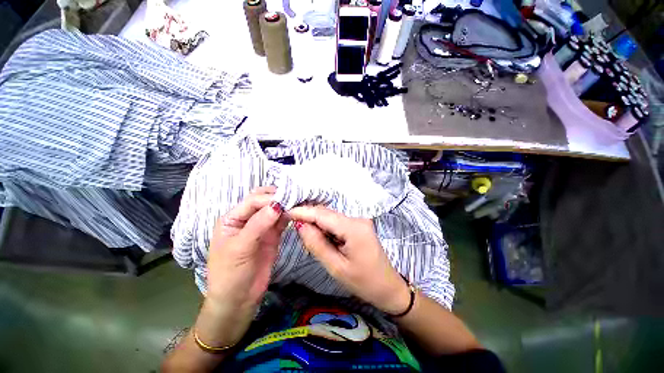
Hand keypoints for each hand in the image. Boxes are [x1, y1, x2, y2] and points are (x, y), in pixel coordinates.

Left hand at [195, 187, 286, 347]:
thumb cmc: (230, 274)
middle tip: (294, 196)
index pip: (253, 201)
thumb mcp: (239, 248)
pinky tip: (297, 212)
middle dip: (277, 197)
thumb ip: (258, 225)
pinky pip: (282, 221)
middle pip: (263, 201)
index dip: (268, 199)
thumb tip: (277, 205)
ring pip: (274, 209)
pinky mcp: (273, 235)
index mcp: (232, 218)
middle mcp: (247, 219)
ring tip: (299, 201)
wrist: (239, 300)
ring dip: (285, 205)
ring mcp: (262, 227)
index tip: (285, 199)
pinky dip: (289, 216)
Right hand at [288, 205, 410, 314]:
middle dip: (308, 217)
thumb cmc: (364, 282)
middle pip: (327, 213)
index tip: (286, 211)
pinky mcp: (358, 225)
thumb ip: (316, 244)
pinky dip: (326, 228)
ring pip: (331, 217)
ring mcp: (359, 220)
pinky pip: (337, 222)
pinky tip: (321, 237)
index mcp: (354, 228)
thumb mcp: (336, 267)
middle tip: (292, 224)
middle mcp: (357, 218)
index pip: (323, 214)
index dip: (303, 212)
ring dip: (317, 223)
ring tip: (305, 234)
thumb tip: (300, 225)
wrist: (388, 287)